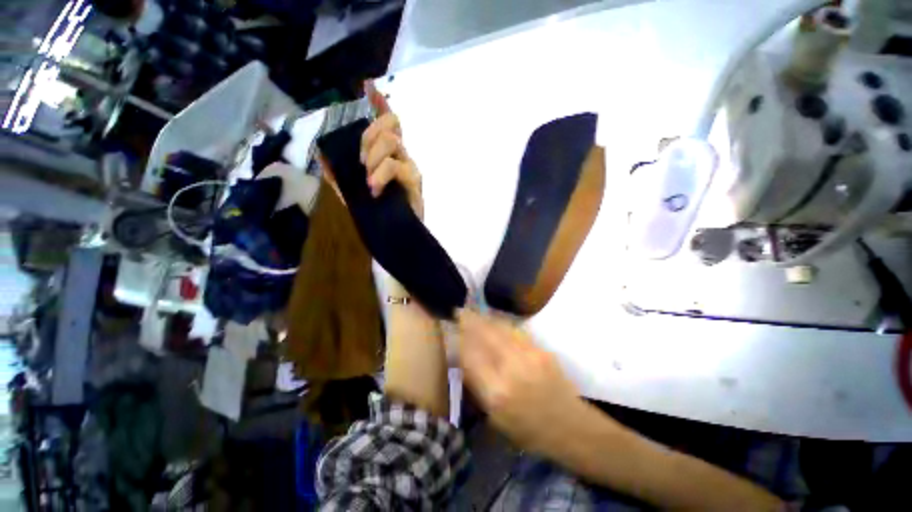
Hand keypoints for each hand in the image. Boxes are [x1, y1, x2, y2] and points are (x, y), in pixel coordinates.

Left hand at [318, 81, 422, 218]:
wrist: (395, 233)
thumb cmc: (378, 213)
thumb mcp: (353, 193)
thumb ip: (339, 175)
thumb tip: (322, 155)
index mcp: (386, 156)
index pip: (386, 124)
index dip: (379, 104)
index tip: (368, 86)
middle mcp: (400, 156)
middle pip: (389, 124)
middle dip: (369, 136)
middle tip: (360, 161)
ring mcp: (409, 166)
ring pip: (391, 141)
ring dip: (373, 156)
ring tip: (367, 180)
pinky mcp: (414, 180)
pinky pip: (395, 165)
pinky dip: (381, 174)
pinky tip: (374, 188)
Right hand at [457, 309, 586, 453]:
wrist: (569, 426)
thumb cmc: (528, 430)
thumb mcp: (494, 417)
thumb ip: (477, 385)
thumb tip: (463, 357)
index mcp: (496, 392)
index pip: (469, 355)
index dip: (459, 340)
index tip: (451, 331)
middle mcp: (511, 368)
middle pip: (484, 335)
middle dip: (468, 320)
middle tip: (458, 311)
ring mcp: (528, 355)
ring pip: (499, 327)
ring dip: (483, 318)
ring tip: (473, 312)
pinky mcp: (540, 348)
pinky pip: (514, 330)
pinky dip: (499, 323)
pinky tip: (493, 320)